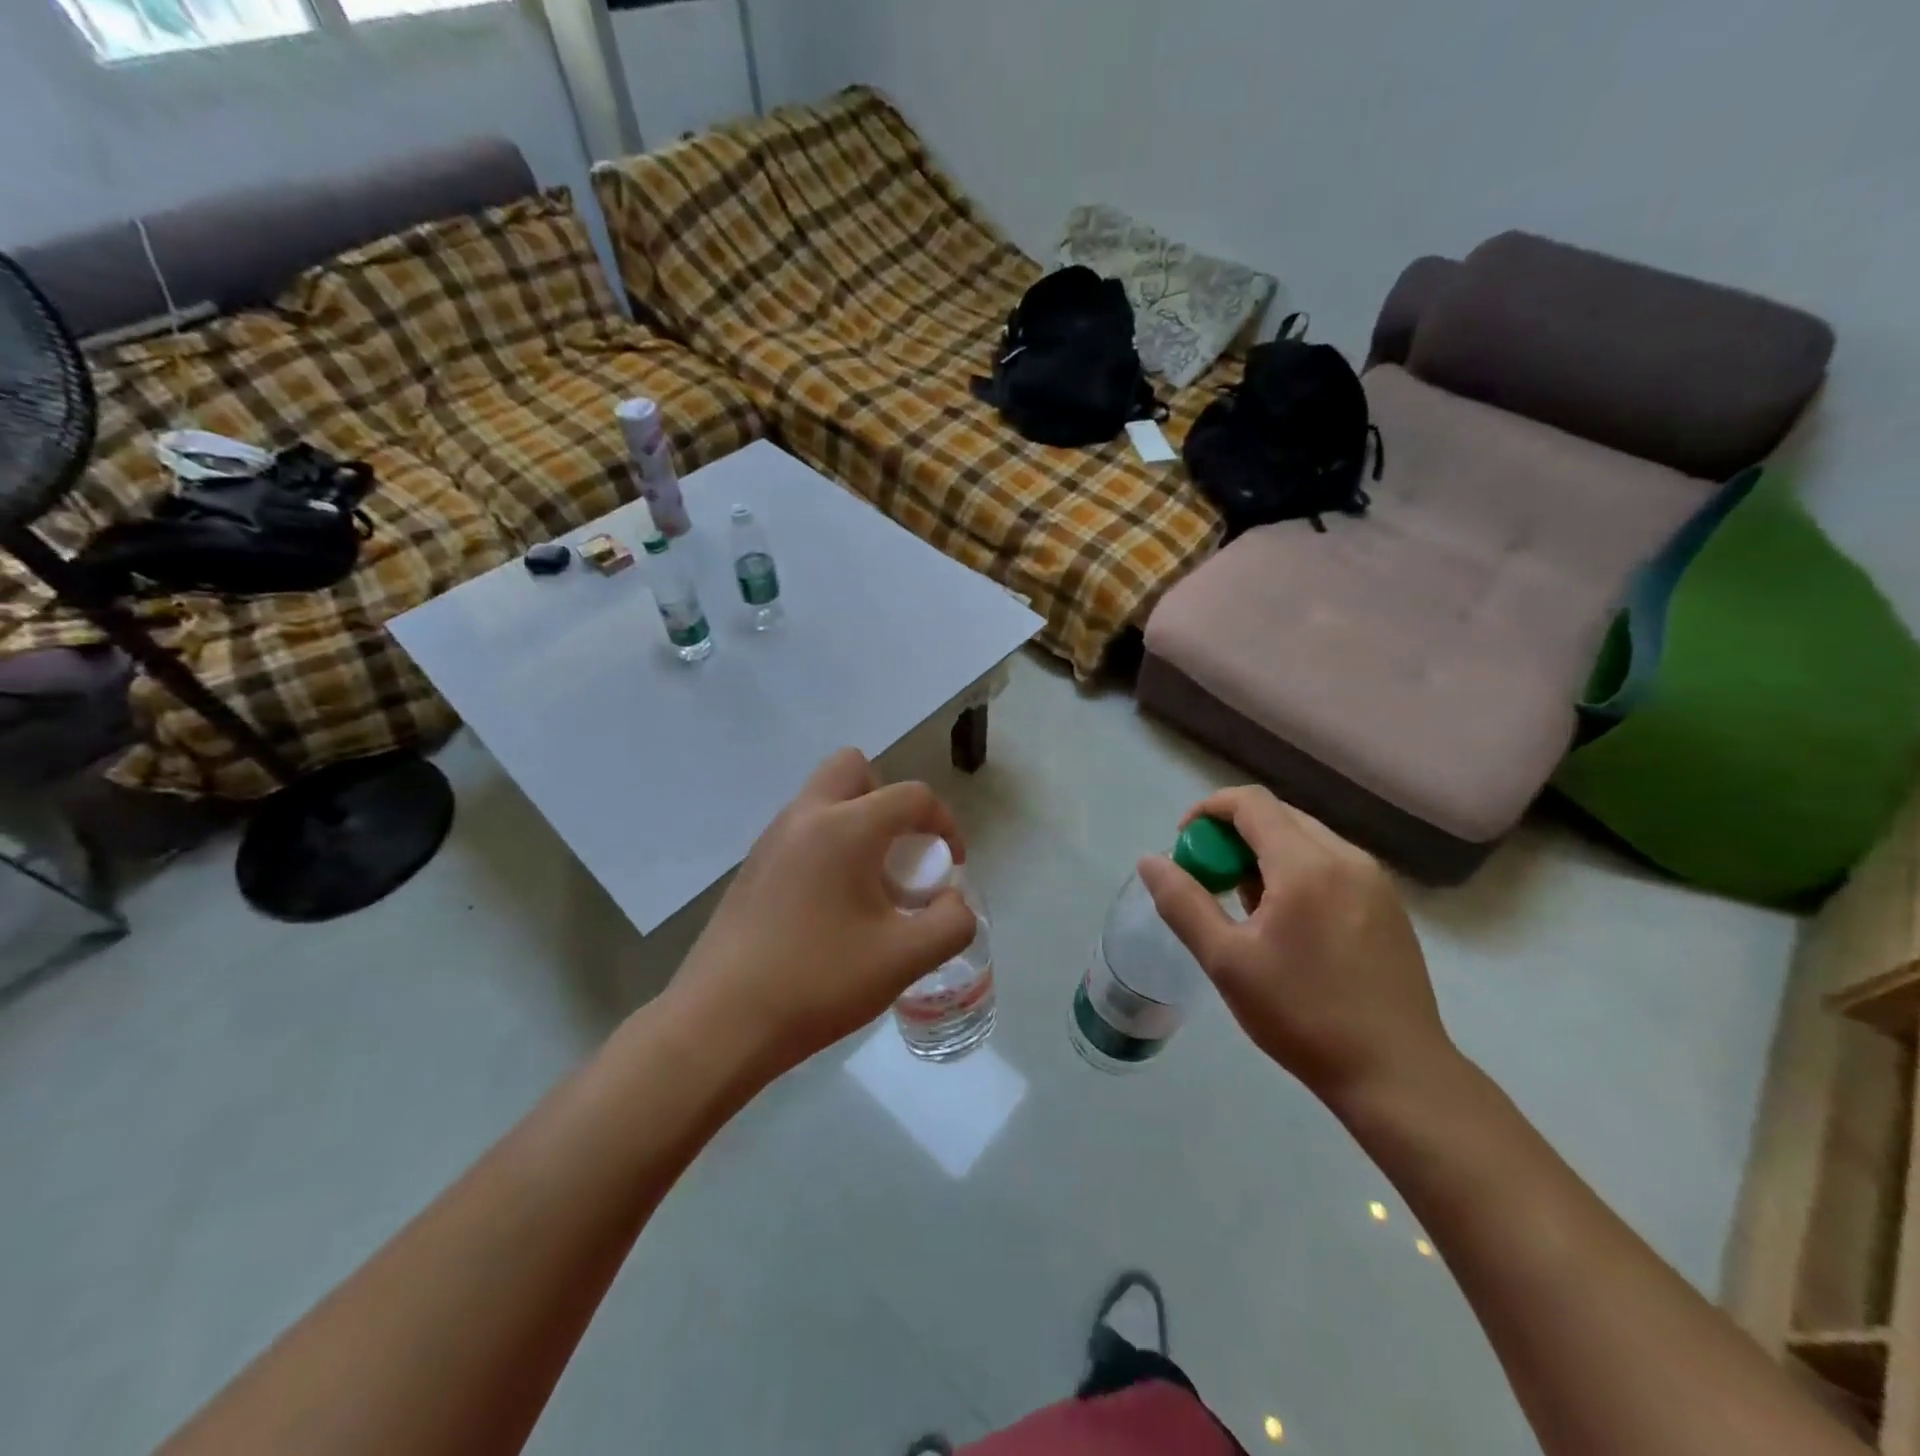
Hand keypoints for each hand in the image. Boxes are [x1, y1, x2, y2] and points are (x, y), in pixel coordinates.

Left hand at [667, 748, 977, 1079]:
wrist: (720, 1023)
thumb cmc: (818, 983)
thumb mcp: (904, 960)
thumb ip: (951, 923)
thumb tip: (952, 902)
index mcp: (845, 827)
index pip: (912, 796)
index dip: (945, 824)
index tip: (950, 867)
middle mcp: (805, 817)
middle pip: (854, 769)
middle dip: (889, 801)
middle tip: (899, 854)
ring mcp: (770, 840)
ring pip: (824, 799)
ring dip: (857, 823)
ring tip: (868, 888)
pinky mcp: (751, 867)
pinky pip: (801, 832)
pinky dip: (827, 846)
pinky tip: (830, 908)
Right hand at [1136, 786, 1454, 1108]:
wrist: (1397, 1074)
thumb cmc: (1302, 1014)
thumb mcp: (1226, 961)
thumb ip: (1183, 903)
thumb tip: (1150, 861)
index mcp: (1306, 865)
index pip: (1251, 803)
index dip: (1208, 810)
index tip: (1184, 844)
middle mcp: (1347, 858)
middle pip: (1279, 816)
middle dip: (1234, 834)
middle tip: (1209, 877)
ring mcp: (1375, 881)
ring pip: (1306, 839)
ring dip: (1265, 853)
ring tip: (1246, 904)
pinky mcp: (1389, 906)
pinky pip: (1331, 864)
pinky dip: (1296, 871)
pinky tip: (1288, 922)